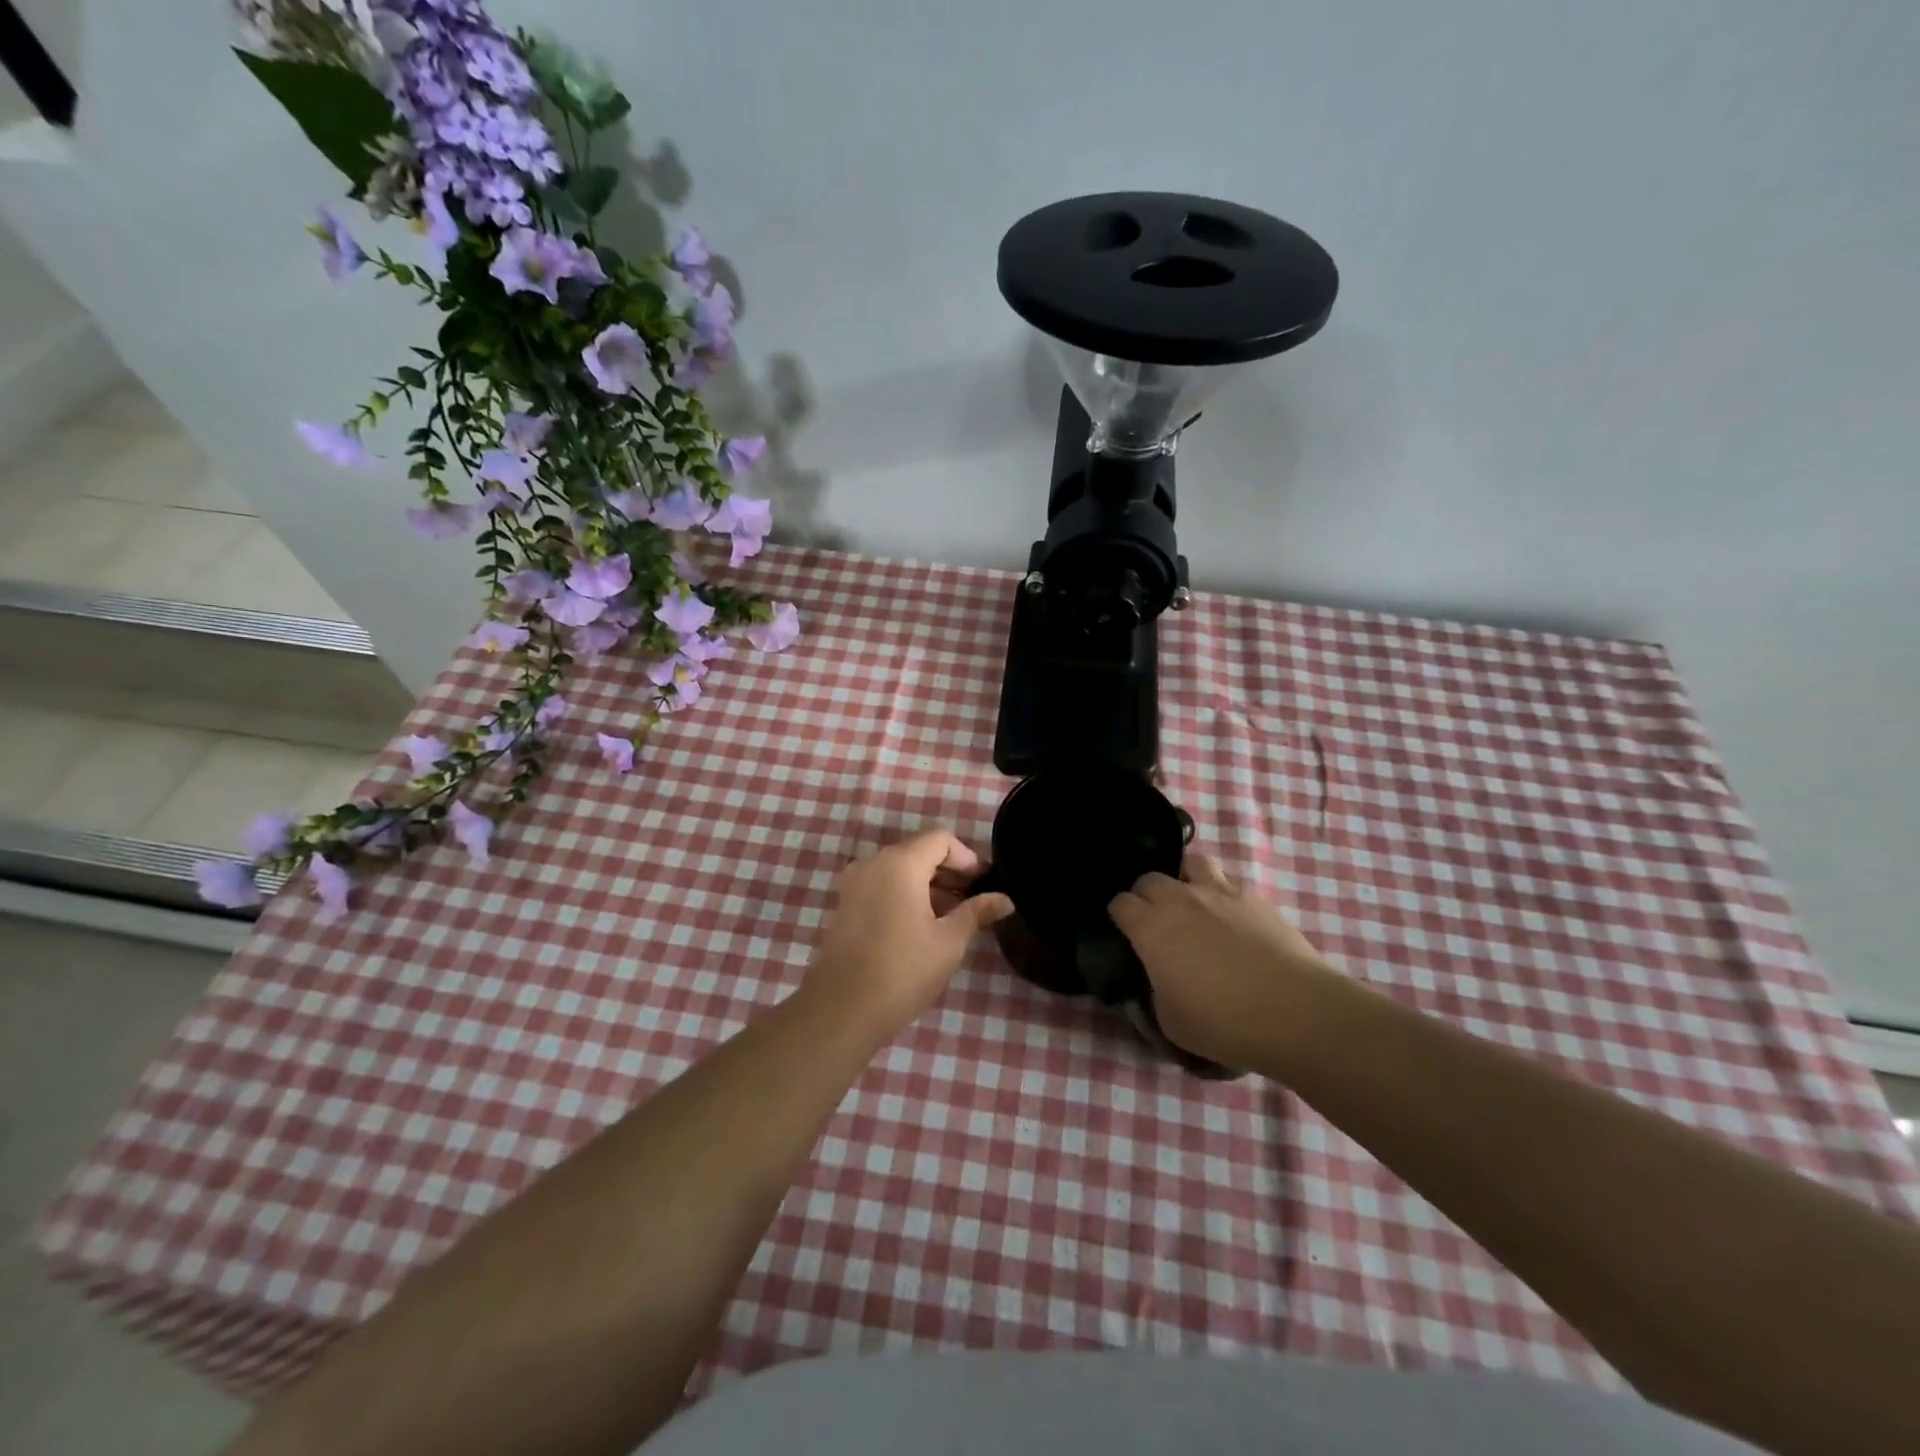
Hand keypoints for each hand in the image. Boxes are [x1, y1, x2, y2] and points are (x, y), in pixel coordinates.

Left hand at [802, 830, 1013, 1038]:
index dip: (967, 858)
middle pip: (919, 851)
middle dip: (949, 872)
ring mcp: (854, 883)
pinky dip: (905, 894)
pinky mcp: (845, 905)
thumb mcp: (949, 941)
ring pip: (900, 870)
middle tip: (975, 902)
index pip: (941, 840)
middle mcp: (873, 862)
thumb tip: (1005, 899)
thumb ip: (977, 912)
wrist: (842, 1010)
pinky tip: (923, 926)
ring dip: (928, 885)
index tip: (984, 885)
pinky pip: (882, 885)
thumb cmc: (903, 971)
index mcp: (900, 863)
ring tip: (953, 917)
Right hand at [1109, 854, 1330, 1069]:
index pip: (1120, 903)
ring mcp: (1219, 893)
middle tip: (1157, 923)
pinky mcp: (1254, 897)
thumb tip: (1157, 982)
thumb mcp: (1171, 1022)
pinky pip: (1228, 881)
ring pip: (1191, 863)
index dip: (1120, 917)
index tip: (1127, 934)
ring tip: (1193, 904)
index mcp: (1150, 928)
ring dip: (1185, 880)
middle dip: (1147, 896)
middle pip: (1149, 878)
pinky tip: (1230, 917)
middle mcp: (1179, 900)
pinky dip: (1222, 893)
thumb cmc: (1223, 1023)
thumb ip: (1154, 994)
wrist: (1294, 1012)